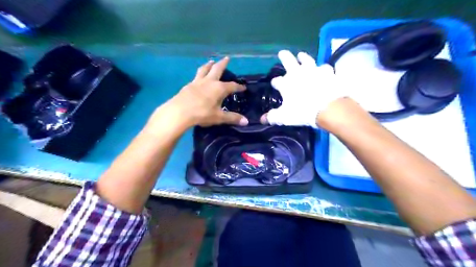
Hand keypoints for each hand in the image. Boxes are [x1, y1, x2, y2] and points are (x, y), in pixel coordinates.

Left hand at [163, 58, 247, 128]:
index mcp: (219, 88)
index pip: (232, 86)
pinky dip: (200, 73)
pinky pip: (196, 76)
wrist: (179, 112)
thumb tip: (246, 122)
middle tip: (227, 58)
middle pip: (217, 69)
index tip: (243, 87)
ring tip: (211, 61)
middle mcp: (209, 81)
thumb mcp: (219, 117)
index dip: (239, 87)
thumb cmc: (202, 114)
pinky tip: (199, 77)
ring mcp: (197, 82)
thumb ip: (232, 118)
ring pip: (204, 69)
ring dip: (209, 64)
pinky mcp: (188, 85)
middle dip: (223, 63)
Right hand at [260, 50, 345, 127]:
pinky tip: (323, 69)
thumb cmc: (302, 111)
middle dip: (284, 57)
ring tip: (301, 55)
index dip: (275, 83)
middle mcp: (298, 73)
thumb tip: (262, 119)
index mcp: (286, 83)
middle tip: (282, 53)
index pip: (277, 81)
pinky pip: (324, 68)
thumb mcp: (284, 117)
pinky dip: (323, 69)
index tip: (275, 84)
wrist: (327, 107)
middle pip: (289, 61)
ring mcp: (314, 70)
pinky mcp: (328, 73)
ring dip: (303, 57)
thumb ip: (273, 117)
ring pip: (307, 60)